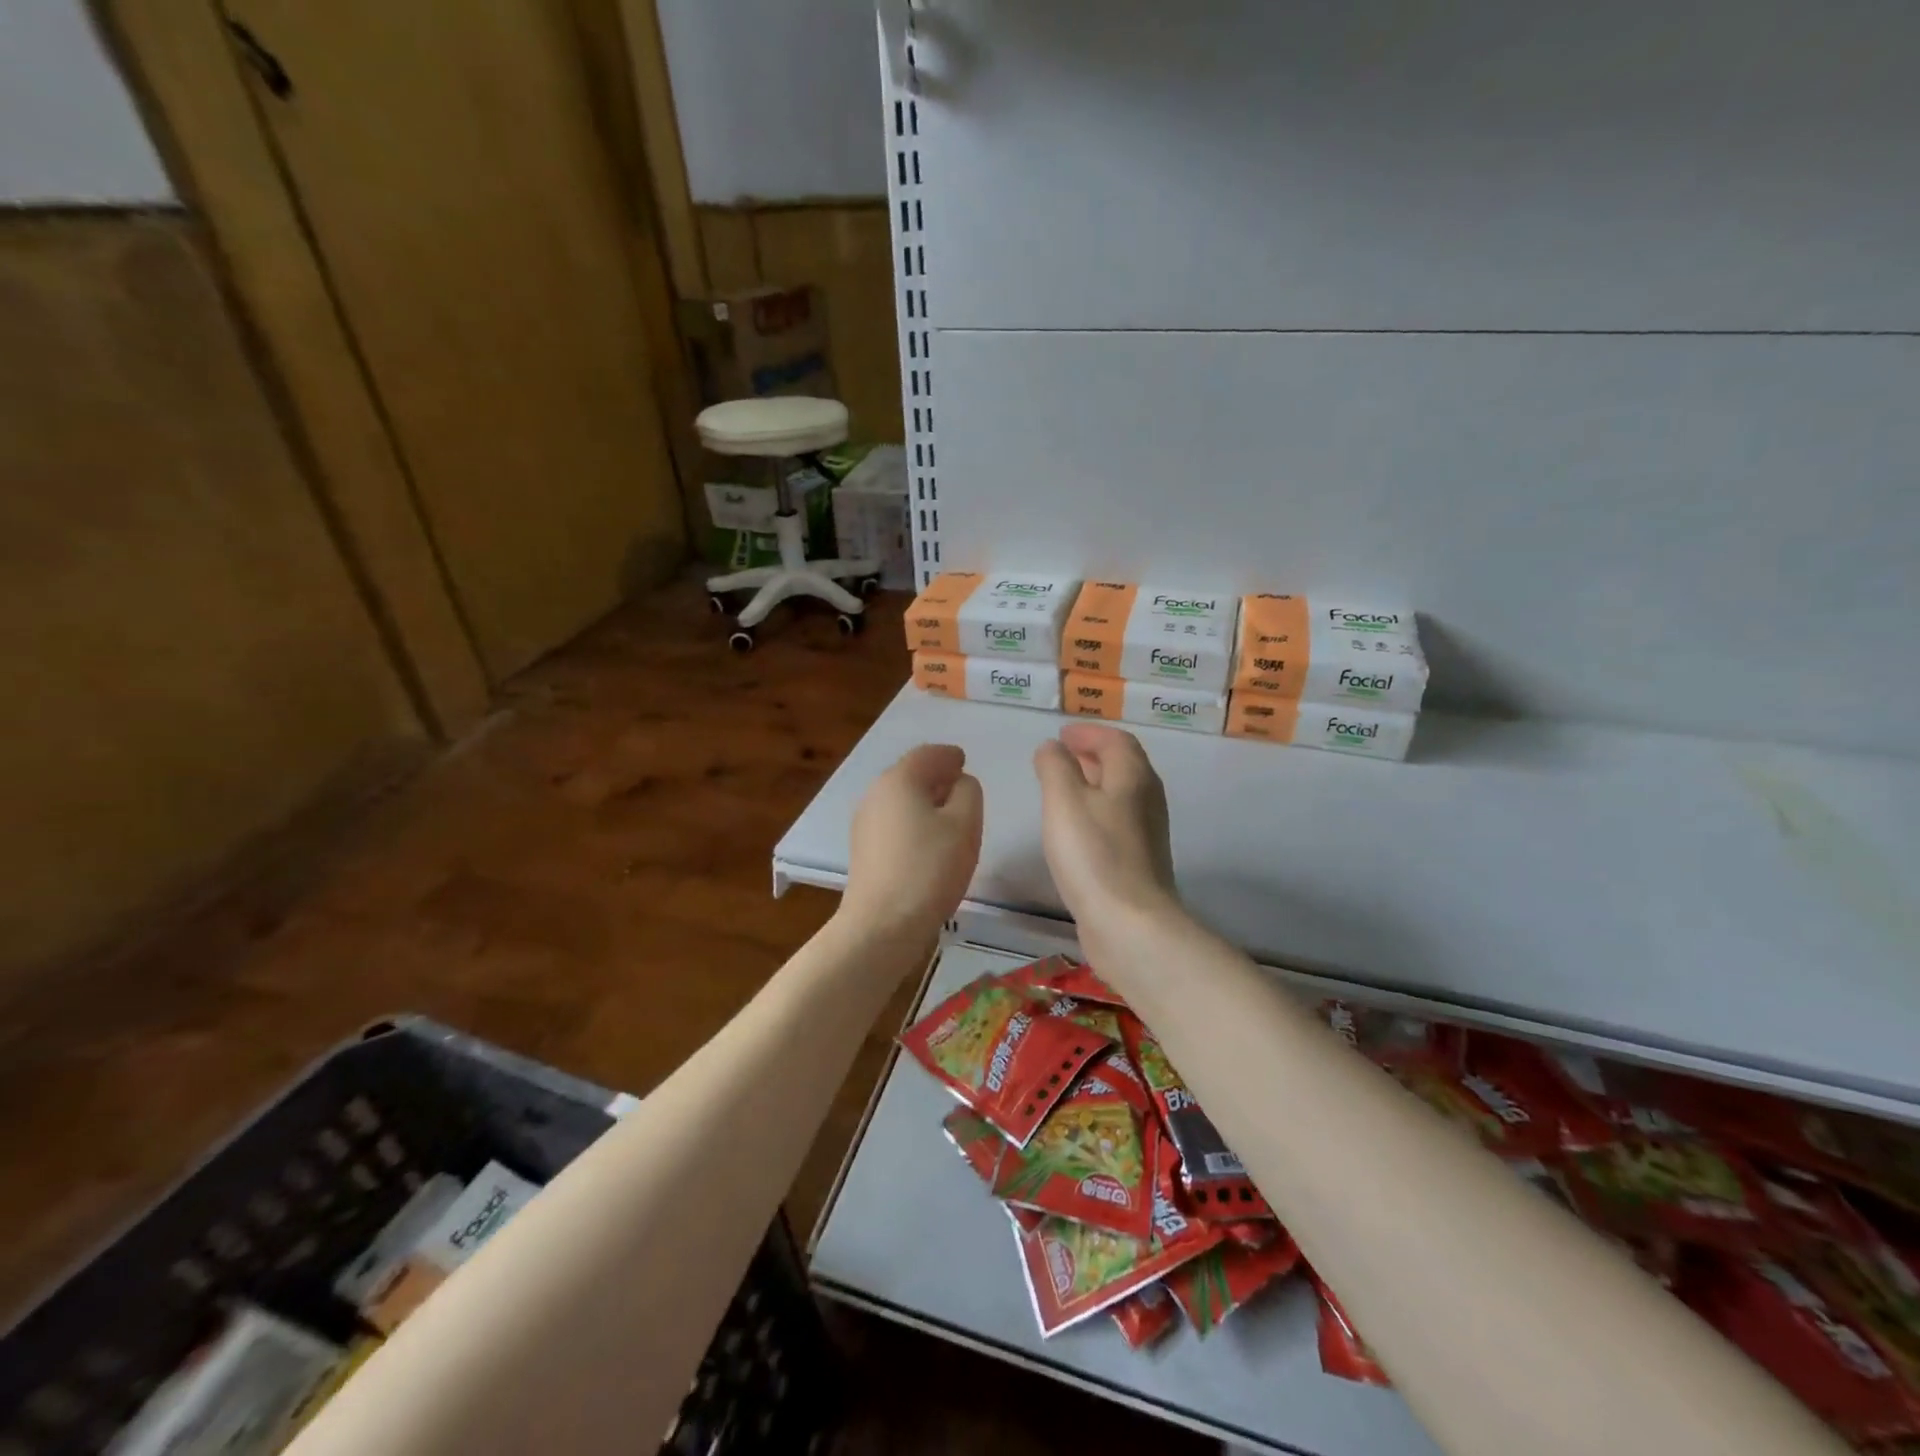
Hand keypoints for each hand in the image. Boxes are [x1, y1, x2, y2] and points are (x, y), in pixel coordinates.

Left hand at [840, 743, 982, 945]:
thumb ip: (969, 793)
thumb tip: (959, 784)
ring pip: (900, 800)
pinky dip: (913, 821)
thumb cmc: (929, 868)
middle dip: (936, 777)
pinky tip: (928, 841)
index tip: (964, 762)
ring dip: (924, 801)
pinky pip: (893, 822)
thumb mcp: (965, 824)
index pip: (928, 754)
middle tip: (961, 788)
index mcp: (899, 779)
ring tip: (950, 817)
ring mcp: (864, 823)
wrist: (882, 924)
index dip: (949, 756)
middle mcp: (876, 794)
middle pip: (910, 775)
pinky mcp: (864, 850)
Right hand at [1032, 724, 1179, 960]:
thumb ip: (1055, 767)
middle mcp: (1147, 799)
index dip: (1089, 732)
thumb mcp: (1064, 800)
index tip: (1062, 735)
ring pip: (1120, 794)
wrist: (1129, 923)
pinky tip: (1075, 829)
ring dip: (1094, 783)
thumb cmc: (1094, 854)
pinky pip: (1117, 820)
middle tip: (1061, 756)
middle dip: (1092, 755)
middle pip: (1123, 765)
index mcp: (1133, 776)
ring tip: (1062, 788)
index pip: (1116, 739)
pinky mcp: (1140, 861)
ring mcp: (1147, 832)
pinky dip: (1096, 811)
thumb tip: (1052, 747)